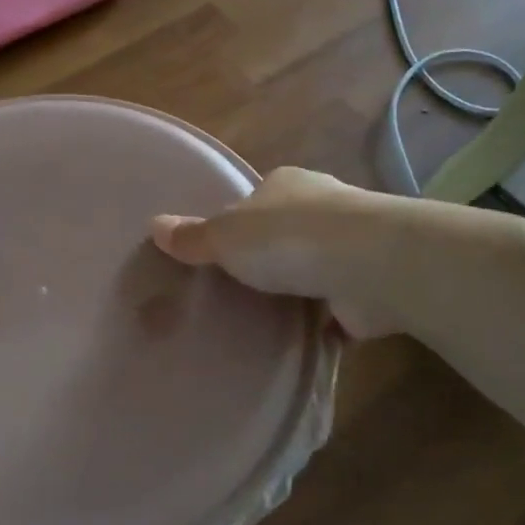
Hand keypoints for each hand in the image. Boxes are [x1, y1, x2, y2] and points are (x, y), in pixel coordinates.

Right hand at [151, 167, 403, 337]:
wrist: (369, 265)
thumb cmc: (286, 239)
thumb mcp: (225, 237)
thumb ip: (193, 237)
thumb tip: (154, 225)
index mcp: (286, 185)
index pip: (257, 199)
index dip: (239, 222)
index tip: (222, 251)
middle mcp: (324, 207)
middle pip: (287, 231)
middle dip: (270, 255)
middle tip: (241, 288)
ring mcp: (352, 246)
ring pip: (316, 266)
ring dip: (300, 287)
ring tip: (267, 316)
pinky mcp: (370, 286)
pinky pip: (339, 305)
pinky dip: (325, 320)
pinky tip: (303, 339)